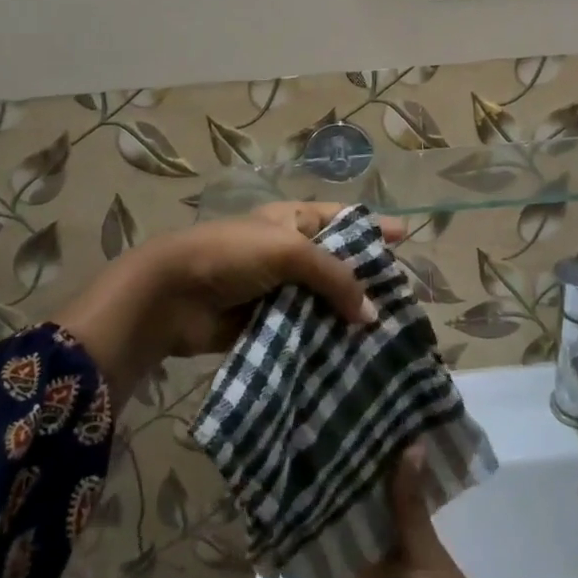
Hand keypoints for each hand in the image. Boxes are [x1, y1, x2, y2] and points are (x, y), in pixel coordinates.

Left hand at [58, 202, 404, 405]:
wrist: (171, 296)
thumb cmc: (231, 256)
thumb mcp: (289, 252)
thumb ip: (334, 278)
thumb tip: (372, 314)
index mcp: (291, 220)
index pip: (341, 218)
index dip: (372, 225)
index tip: (406, 236)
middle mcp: (287, 252)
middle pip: (337, 264)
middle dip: (366, 279)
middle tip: (403, 300)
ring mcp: (276, 290)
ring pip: (323, 302)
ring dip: (347, 317)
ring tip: (385, 336)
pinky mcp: (266, 324)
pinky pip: (304, 332)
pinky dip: (324, 343)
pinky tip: (351, 359)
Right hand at [265, 448, 548, 577]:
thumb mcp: (428, 552)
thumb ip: (410, 504)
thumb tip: (412, 442)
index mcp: (400, 547)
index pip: (373, 508)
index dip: (356, 481)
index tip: (331, 444)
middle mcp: (376, 571)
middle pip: (345, 539)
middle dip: (323, 514)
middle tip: (289, 475)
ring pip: (325, 577)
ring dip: (303, 560)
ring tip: (268, 526)